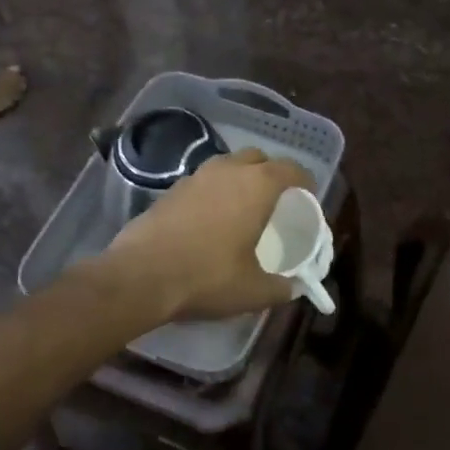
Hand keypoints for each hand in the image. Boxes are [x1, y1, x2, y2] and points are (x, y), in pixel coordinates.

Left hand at [103, 149, 316, 322]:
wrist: (141, 276)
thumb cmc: (207, 277)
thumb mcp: (254, 291)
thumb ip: (281, 287)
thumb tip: (294, 288)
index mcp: (257, 185)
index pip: (291, 169)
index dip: (305, 182)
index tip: (308, 198)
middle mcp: (227, 170)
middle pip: (258, 158)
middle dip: (272, 174)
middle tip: (277, 201)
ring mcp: (195, 176)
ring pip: (228, 166)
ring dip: (241, 180)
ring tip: (245, 208)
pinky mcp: (171, 189)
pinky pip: (204, 181)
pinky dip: (216, 192)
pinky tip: (213, 219)